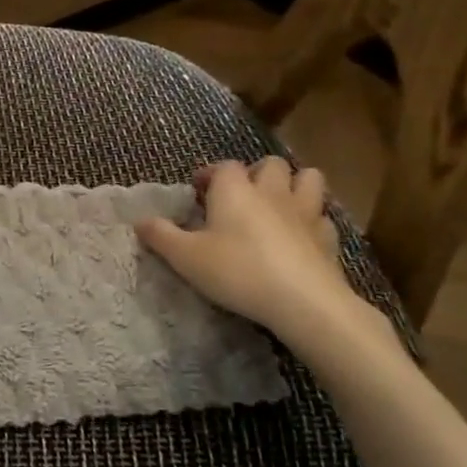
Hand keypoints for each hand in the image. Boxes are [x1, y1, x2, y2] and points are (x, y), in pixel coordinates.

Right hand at [136, 156, 352, 339]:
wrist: (303, 302)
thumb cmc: (237, 271)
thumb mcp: (185, 257)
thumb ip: (160, 236)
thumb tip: (139, 220)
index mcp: (234, 189)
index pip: (223, 166)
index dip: (210, 175)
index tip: (199, 192)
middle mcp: (271, 191)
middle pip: (269, 164)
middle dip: (256, 172)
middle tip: (241, 196)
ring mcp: (305, 212)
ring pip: (308, 179)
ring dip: (294, 185)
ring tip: (278, 205)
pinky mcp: (328, 238)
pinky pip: (322, 217)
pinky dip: (312, 221)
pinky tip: (301, 237)